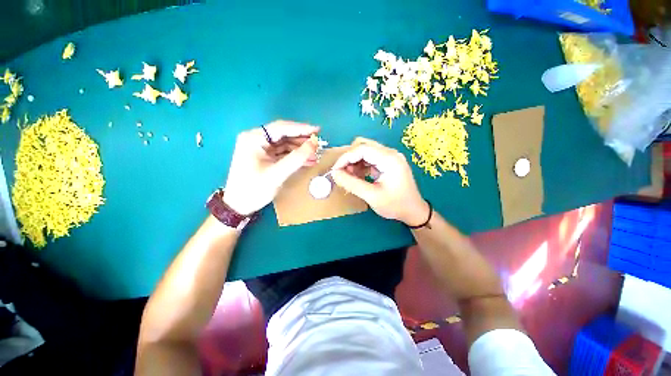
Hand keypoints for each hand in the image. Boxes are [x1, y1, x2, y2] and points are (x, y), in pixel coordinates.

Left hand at [222, 121, 319, 214]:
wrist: (239, 205)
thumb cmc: (254, 189)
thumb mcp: (277, 173)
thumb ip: (297, 158)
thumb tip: (314, 143)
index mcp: (254, 138)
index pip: (281, 128)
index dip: (301, 129)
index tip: (318, 130)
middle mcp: (256, 139)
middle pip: (284, 134)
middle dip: (302, 140)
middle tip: (319, 143)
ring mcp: (260, 148)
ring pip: (285, 144)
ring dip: (300, 149)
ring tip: (316, 154)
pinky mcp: (265, 156)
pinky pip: (283, 152)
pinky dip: (295, 156)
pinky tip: (307, 160)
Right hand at [331, 137, 428, 225]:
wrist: (414, 211)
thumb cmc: (395, 205)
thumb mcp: (371, 196)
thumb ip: (351, 184)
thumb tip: (334, 174)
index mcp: (389, 159)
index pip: (362, 149)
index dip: (345, 158)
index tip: (335, 170)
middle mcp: (390, 153)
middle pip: (363, 146)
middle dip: (349, 158)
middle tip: (342, 173)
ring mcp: (390, 157)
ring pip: (366, 151)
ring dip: (354, 161)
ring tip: (349, 176)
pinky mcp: (388, 162)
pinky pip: (370, 158)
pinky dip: (361, 165)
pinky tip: (358, 176)